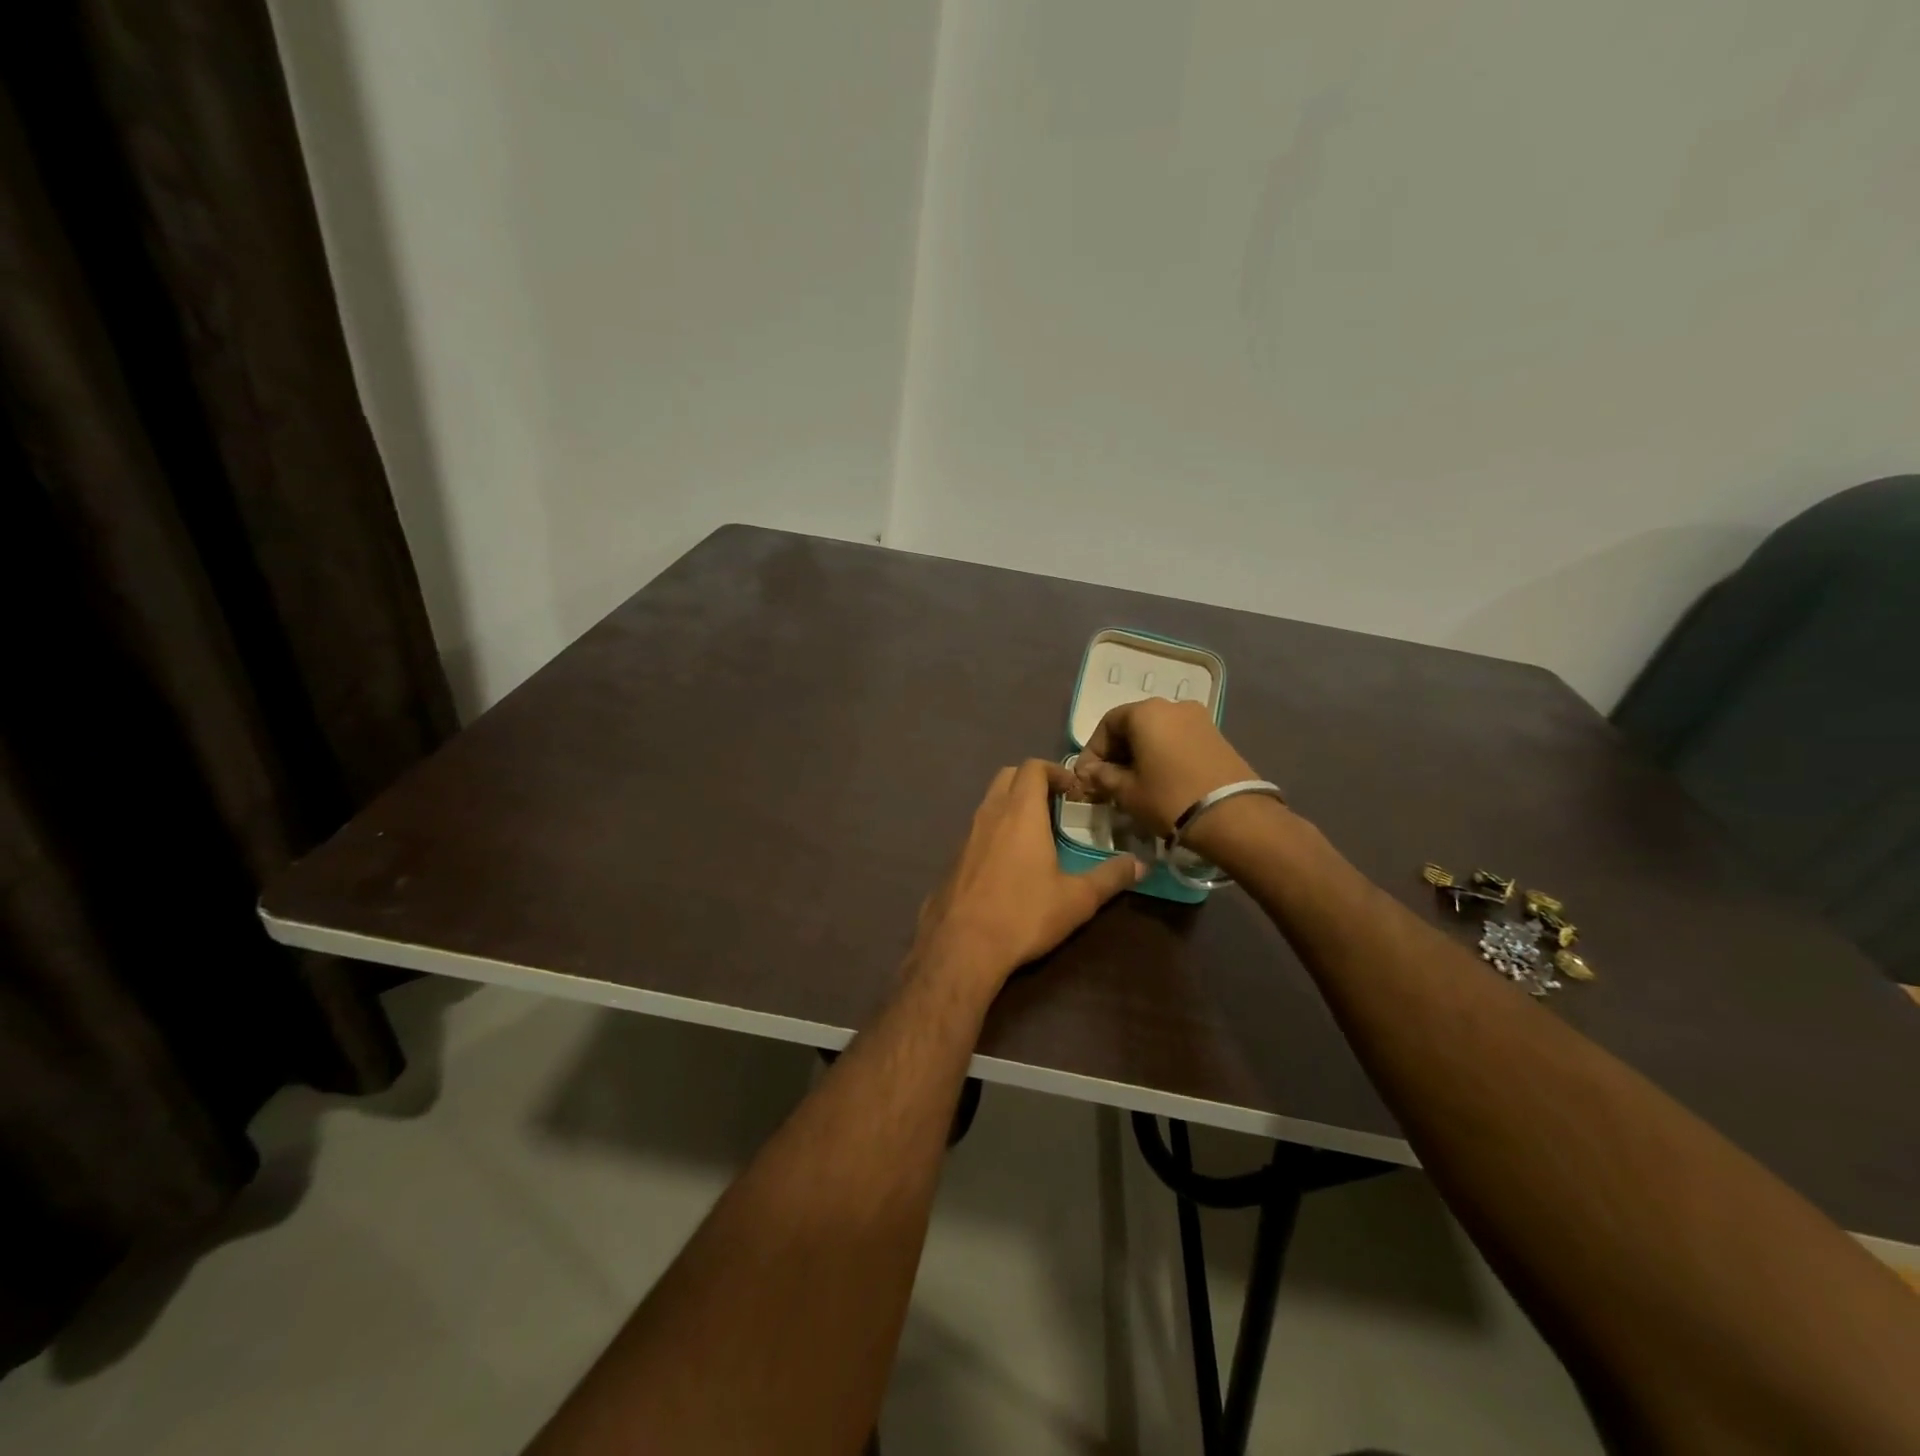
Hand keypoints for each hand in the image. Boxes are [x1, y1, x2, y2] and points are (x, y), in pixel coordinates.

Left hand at [912, 760, 1142, 989]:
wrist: (962, 946)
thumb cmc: (1024, 915)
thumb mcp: (1077, 899)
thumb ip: (1110, 877)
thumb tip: (1140, 864)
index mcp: (1020, 813)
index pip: (1032, 767)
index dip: (1055, 770)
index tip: (1074, 790)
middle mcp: (990, 814)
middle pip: (1007, 776)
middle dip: (1032, 780)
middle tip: (1056, 804)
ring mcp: (966, 835)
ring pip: (989, 802)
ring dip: (1012, 805)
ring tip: (1037, 833)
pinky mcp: (954, 858)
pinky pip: (978, 829)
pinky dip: (996, 829)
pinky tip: (1010, 862)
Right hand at [1073, 698, 1263, 839]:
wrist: (1233, 816)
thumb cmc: (1169, 799)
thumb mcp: (1127, 791)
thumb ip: (1102, 777)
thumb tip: (1089, 772)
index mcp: (1146, 712)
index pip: (1107, 724)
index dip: (1093, 751)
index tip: (1087, 778)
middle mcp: (1172, 706)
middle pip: (1133, 725)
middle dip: (1116, 753)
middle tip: (1108, 782)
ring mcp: (1199, 719)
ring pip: (1157, 733)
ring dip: (1140, 755)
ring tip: (1134, 784)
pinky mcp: (1217, 736)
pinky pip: (1178, 740)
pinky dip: (1163, 756)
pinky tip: (1160, 781)